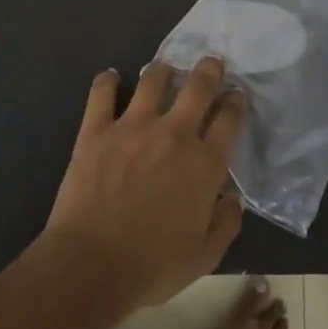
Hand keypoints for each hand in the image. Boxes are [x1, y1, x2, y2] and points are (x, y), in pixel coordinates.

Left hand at [42, 58, 246, 310]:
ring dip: (162, 70)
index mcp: (204, 164)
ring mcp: (132, 127)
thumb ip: (226, 223)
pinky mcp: (96, 130)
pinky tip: (110, 76)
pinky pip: (101, 94)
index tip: (236, 94)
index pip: (229, 119)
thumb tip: (232, 198)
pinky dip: (107, 80)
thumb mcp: (205, 256)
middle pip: (197, 87)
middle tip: (211, 62)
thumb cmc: (152, 266)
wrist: (91, 265)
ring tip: (164, 68)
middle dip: (209, 70)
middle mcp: (173, 135)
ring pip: (152, 81)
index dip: (236, 102)